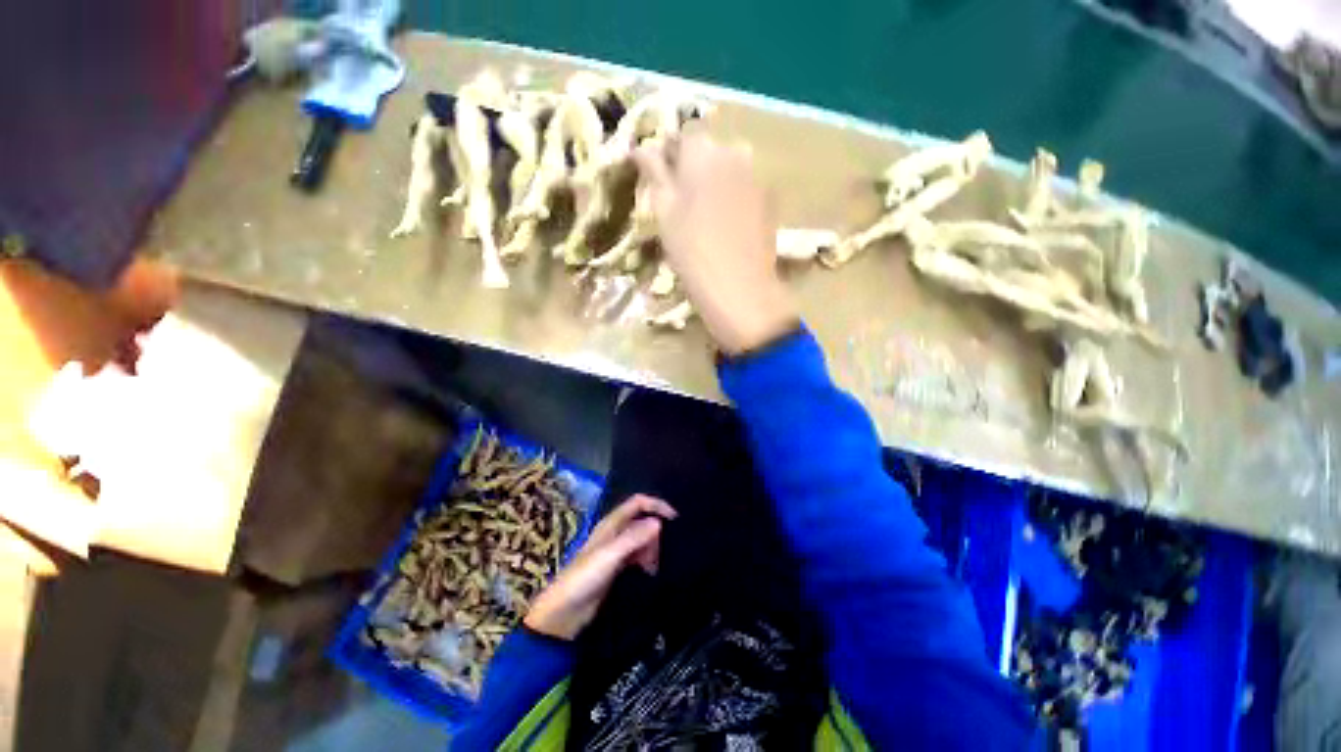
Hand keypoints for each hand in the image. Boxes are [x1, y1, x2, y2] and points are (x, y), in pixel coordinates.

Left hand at [524, 494, 676, 639]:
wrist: (564, 613)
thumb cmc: (584, 578)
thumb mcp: (610, 555)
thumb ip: (634, 538)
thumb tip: (659, 522)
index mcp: (611, 523)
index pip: (638, 503)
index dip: (656, 505)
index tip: (674, 518)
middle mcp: (615, 532)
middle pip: (642, 521)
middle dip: (655, 532)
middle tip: (663, 552)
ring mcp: (616, 550)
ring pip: (642, 539)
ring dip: (652, 548)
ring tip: (654, 567)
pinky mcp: (617, 568)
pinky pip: (638, 556)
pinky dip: (647, 560)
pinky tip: (650, 572)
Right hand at [636, 129, 798, 354]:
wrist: (739, 288)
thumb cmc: (692, 252)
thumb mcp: (664, 212)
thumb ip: (655, 173)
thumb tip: (643, 147)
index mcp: (703, 151)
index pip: (683, 134)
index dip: (670, 153)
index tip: (660, 176)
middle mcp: (735, 153)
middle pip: (709, 149)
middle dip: (693, 165)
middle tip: (681, 198)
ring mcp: (756, 176)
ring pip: (729, 168)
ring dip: (714, 181)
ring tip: (704, 213)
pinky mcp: (770, 200)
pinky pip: (745, 187)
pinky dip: (733, 196)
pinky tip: (726, 224)